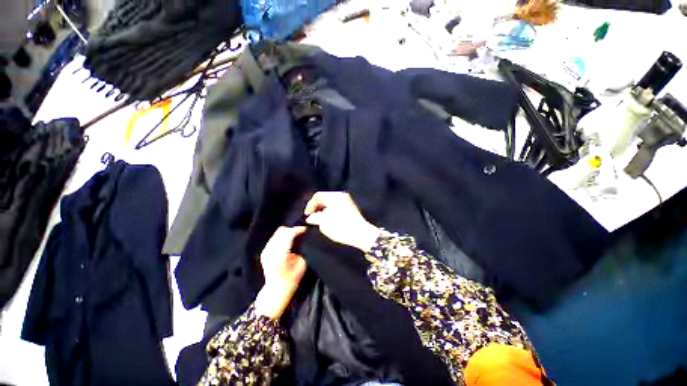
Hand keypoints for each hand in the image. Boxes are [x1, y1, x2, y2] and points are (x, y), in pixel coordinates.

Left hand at [255, 226, 306, 319]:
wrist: (275, 290)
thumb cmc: (291, 280)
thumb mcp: (302, 265)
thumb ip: (303, 250)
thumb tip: (304, 239)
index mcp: (280, 253)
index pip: (289, 234)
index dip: (298, 230)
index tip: (306, 229)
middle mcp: (271, 249)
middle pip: (282, 231)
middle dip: (293, 229)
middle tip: (302, 232)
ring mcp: (266, 250)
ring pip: (277, 233)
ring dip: (287, 232)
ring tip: (296, 235)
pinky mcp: (265, 251)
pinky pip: (274, 238)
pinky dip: (282, 236)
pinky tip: (288, 240)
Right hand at [304, 192, 380, 251]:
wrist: (360, 234)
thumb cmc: (340, 227)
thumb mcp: (323, 223)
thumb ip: (314, 217)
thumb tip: (310, 217)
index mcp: (334, 196)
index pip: (317, 196)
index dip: (310, 205)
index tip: (307, 215)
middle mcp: (341, 195)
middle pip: (324, 198)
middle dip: (317, 208)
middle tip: (313, 218)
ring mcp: (347, 200)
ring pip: (331, 202)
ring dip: (324, 210)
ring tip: (320, 220)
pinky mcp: (351, 207)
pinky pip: (337, 206)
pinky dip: (331, 211)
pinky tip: (329, 220)